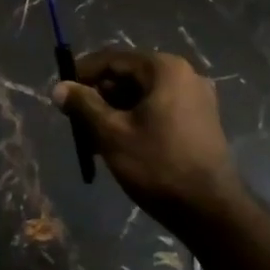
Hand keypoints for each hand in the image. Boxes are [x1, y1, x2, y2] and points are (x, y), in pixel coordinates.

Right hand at [53, 49, 244, 235]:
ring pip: (143, 95)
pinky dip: (136, 120)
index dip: (83, 73)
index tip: (61, 92)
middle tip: (76, 119)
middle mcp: (185, 75)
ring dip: (115, 111)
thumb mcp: (112, 134)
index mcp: (165, 69)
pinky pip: (159, 109)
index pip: (113, 59)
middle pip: (129, 75)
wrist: (210, 211)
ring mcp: (196, 98)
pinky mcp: (200, 121)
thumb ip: (83, 105)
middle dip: (99, 95)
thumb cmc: (158, 165)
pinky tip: (118, 144)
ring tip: (92, 138)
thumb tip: (59, 87)